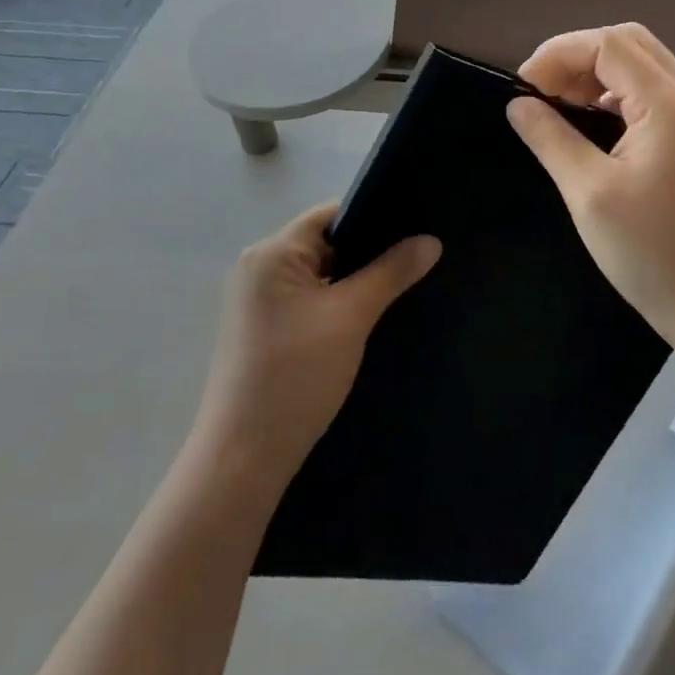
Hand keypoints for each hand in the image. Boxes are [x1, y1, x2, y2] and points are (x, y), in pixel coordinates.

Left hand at [192, 205, 439, 483]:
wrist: (243, 460)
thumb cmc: (295, 376)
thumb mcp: (351, 317)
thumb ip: (391, 272)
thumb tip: (431, 240)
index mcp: (272, 252)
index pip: (331, 215)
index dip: (374, 218)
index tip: (415, 229)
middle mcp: (259, 267)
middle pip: (326, 242)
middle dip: (368, 252)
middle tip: (415, 260)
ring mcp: (258, 301)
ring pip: (320, 274)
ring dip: (354, 281)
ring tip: (400, 286)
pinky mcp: (263, 329)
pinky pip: (309, 299)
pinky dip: (336, 303)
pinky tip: (366, 318)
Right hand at [507, 24, 674, 348]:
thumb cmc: (651, 252)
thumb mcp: (589, 193)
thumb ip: (551, 138)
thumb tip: (518, 104)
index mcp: (668, 104)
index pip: (608, 44)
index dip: (558, 54)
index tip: (522, 89)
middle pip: (629, 43)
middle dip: (578, 56)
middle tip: (541, 90)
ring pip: (642, 66)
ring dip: (597, 73)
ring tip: (558, 103)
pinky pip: (650, 96)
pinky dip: (615, 95)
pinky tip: (590, 122)